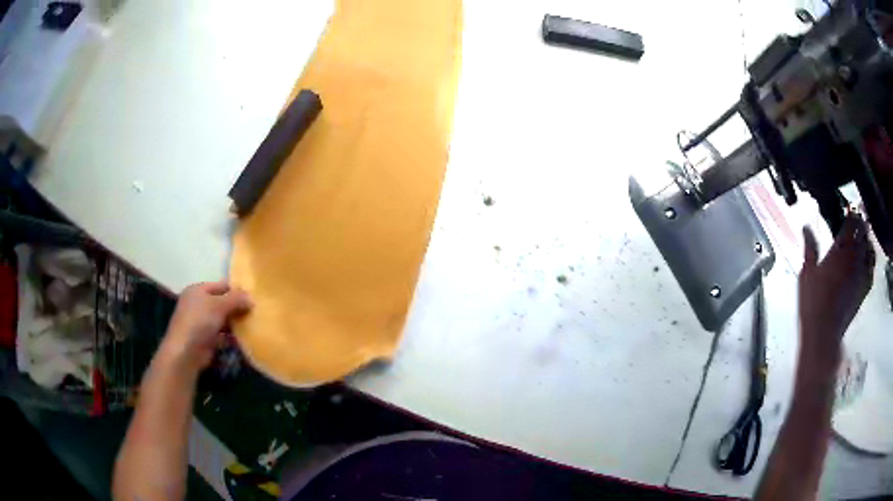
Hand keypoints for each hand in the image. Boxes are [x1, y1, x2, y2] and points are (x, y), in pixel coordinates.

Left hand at [160, 282, 251, 373]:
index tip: (253, 299)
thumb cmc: (200, 321)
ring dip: (235, 323)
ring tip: (252, 326)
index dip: (236, 291)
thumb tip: (251, 299)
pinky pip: (221, 335)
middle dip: (236, 308)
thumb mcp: (220, 305)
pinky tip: (243, 340)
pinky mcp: (204, 339)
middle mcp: (197, 304)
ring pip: (222, 319)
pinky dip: (230, 337)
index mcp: (198, 290)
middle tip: (254, 313)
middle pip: (221, 302)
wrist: (186, 352)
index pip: (221, 286)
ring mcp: (200, 322)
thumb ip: (236, 299)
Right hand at [798, 215, 874, 368]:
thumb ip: (810, 248)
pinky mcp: (865, 288)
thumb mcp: (807, 274)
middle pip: (864, 230)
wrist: (824, 334)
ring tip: (862, 239)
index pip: (851, 220)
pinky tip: (865, 261)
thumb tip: (806, 227)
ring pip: (870, 247)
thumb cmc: (813, 303)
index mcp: (841, 248)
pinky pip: (872, 267)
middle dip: (860, 223)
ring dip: (867, 240)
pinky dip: (870, 260)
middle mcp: (855, 256)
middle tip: (856, 221)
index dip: (850, 212)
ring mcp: (862, 273)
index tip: (847, 209)